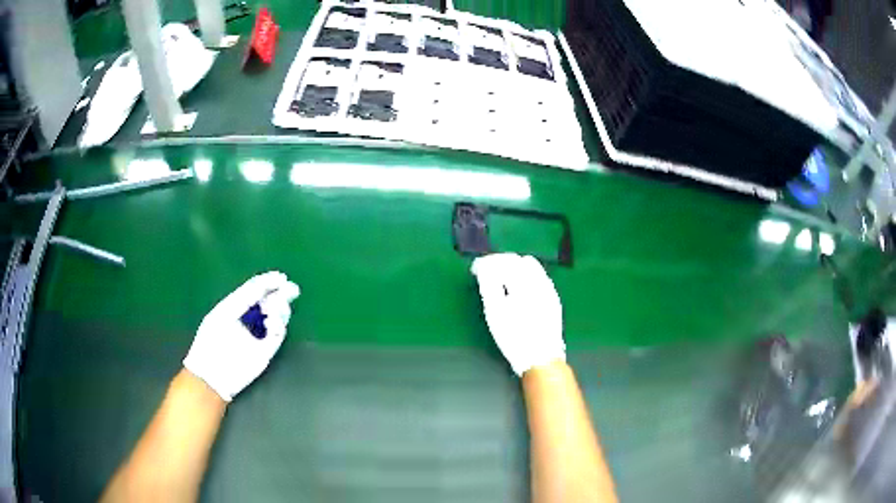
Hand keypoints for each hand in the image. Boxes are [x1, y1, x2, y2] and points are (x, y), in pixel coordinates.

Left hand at [183, 271, 299, 401]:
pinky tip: (270, 322)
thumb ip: (243, 298)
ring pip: (278, 316)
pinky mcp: (266, 351)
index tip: (280, 277)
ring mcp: (259, 336)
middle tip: (291, 288)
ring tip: (271, 307)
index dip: (268, 283)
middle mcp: (251, 320)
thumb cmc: (211, 340)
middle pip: (271, 302)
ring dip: (279, 308)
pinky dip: (278, 325)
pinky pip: (278, 334)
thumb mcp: (224, 312)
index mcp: (238, 308)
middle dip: (281, 294)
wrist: (211, 373)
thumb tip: (262, 284)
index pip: (256, 292)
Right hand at [471, 253, 564, 375]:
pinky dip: (526, 276)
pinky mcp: (553, 298)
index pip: (504, 261)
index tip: (475, 269)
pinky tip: (518, 288)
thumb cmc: (514, 337)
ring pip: (531, 266)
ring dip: (515, 267)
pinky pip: (540, 277)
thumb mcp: (495, 312)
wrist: (541, 358)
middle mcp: (539, 281)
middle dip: (501, 262)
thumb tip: (483, 267)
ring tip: (501, 279)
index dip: (487, 262)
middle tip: (486, 273)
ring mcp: (549, 289)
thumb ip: (489, 285)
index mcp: (524, 283)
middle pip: (518, 260)